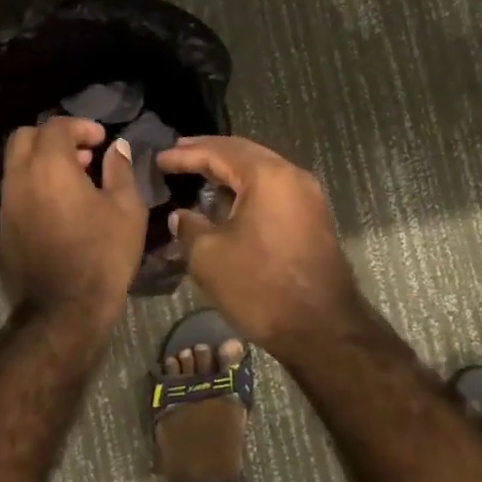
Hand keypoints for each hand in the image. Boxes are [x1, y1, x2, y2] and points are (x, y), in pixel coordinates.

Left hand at [0, 117, 147, 338]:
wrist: (64, 311)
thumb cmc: (102, 254)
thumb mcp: (126, 208)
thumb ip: (120, 170)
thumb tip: (117, 147)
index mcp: (49, 166)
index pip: (56, 127)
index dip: (80, 126)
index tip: (102, 140)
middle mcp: (19, 178)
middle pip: (25, 137)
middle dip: (53, 137)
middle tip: (83, 154)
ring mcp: (6, 205)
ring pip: (16, 165)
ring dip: (42, 161)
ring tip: (75, 181)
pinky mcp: (3, 228)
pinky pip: (15, 191)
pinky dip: (34, 185)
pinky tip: (60, 206)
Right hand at [157, 136, 357, 357]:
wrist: (322, 329)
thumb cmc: (261, 286)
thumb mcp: (209, 257)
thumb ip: (188, 227)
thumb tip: (182, 216)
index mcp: (267, 175)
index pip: (219, 152)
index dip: (185, 154)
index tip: (159, 158)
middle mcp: (292, 175)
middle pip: (244, 153)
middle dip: (209, 152)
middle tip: (178, 152)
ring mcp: (307, 196)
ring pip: (261, 170)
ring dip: (230, 170)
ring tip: (198, 173)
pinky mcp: (313, 217)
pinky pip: (273, 189)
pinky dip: (247, 188)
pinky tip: (227, 200)